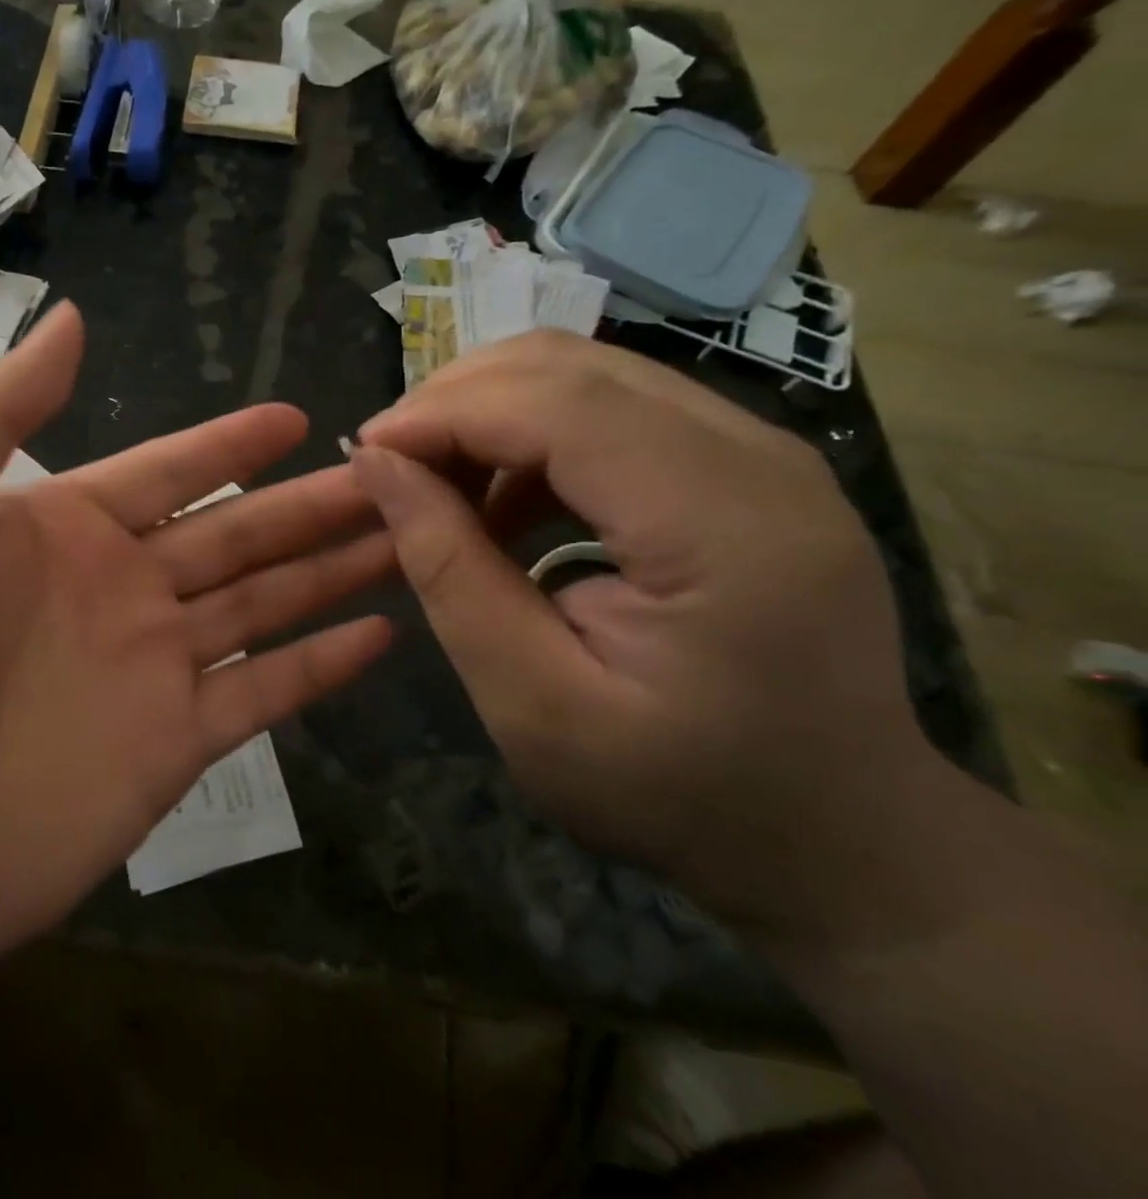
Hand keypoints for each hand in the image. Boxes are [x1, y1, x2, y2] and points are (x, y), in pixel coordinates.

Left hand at [0, 304, 392, 1005]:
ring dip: (331, 571)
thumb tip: (69, 320)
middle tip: (388, 472)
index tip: (295, 416)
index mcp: (59, 526)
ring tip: (404, 537)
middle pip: (237, 534)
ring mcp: (147, 672)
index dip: (231, 444)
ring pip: (264, 606)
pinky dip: (319, 668)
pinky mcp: (168, 751)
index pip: (169, 469)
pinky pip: (263, 697)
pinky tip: (379, 636)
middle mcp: (114, 591)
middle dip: (309, 503)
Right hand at [352, 331, 959, 953]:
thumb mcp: (532, 701)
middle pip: (570, 367)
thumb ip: (450, 572)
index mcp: (723, 525)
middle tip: (391, 467)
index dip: (444, 412)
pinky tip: (502, 503)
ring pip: (586, 372)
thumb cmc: (678, 792)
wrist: (837, 836)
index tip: (365, 453)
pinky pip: (611, 408)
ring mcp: (759, 450)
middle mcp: (757, 457)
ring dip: (490, 414)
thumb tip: (377, 466)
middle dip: (456, 400)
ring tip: (436, 486)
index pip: (559, 405)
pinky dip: (532, 435)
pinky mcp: (741, 464)